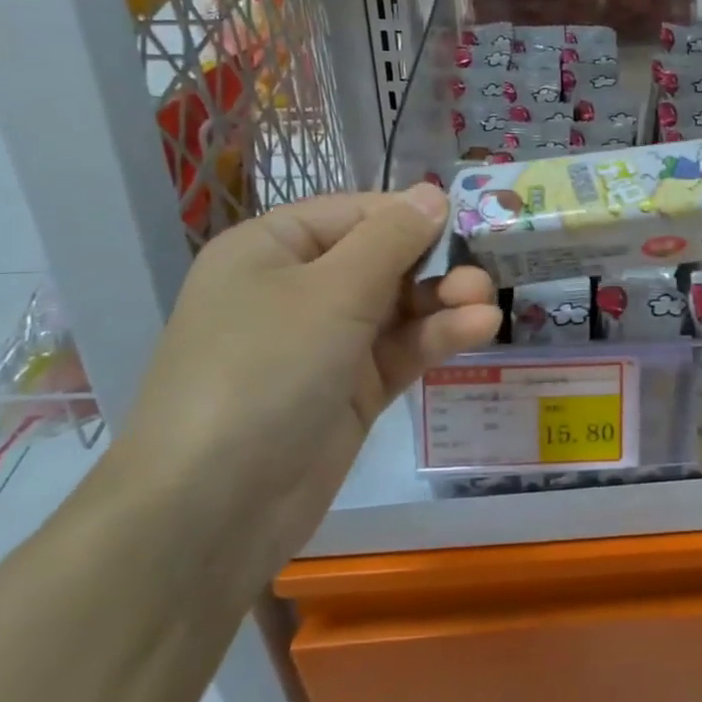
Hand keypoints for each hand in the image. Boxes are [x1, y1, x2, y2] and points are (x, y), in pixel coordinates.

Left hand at [115, 187, 498, 576]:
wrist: (214, 508)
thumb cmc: (265, 369)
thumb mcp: (331, 291)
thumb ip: (391, 239)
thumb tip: (433, 193)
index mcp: (272, 250)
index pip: (355, 214)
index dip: (410, 215)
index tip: (467, 220)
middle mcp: (297, 290)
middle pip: (382, 260)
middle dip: (434, 265)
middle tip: (481, 275)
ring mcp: (326, 344)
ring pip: (398, 308)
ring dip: (444, 303)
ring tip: (487, 306)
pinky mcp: (351, 390)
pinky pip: (401, 350)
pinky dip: (437, 338)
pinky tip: (479, 329)